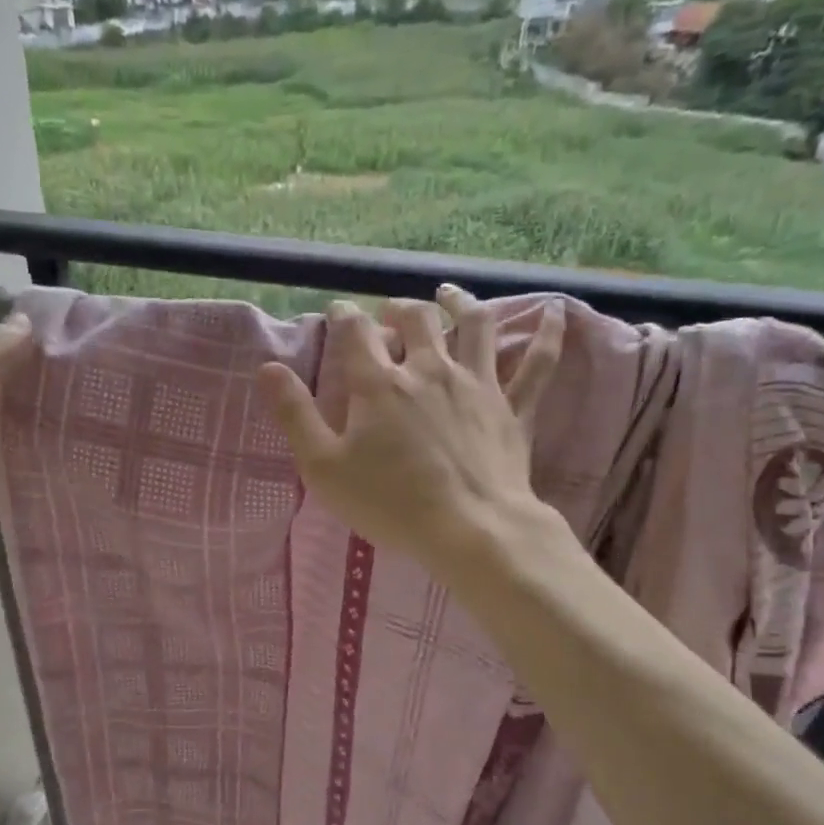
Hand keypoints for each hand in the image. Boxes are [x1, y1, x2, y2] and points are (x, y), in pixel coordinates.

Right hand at [255, 288, 564, 584]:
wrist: (470, 530)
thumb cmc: (389, 503)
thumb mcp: (324, 467)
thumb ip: (295, 414)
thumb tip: (267, 367)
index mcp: (379, 384)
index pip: (356, 333)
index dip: (344, 316)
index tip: (339, 312)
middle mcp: (429, 369)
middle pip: (416, 319)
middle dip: (398, 308)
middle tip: (389, 312)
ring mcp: (477, 384)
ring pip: (474, 325)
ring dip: (460, 303)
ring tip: (450, 295)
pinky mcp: (513, 407)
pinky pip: (537, 364)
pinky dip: (548, 335)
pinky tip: (556, 312)